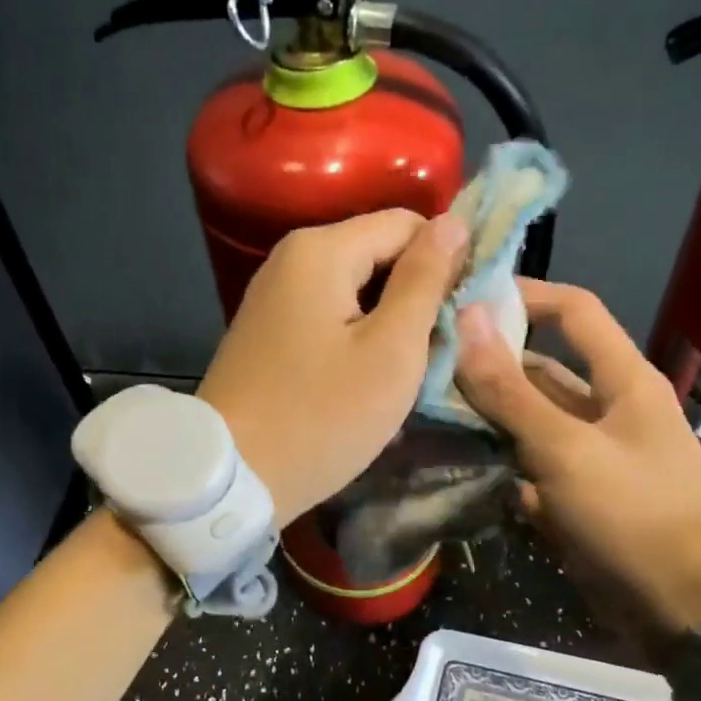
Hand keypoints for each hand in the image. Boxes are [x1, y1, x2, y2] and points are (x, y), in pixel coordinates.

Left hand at [199, 209, 467, 523]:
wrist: (232, 477)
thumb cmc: (321, 416)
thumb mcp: (391, 350)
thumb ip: (424, 281)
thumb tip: (452, 223)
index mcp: (321, 250)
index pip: (409, 224)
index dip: (447, 260)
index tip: (468, 314)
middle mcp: (291, 260)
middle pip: (379, 255)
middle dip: (418, 296)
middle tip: (443, 351)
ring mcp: (274, 298)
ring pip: (357, 292)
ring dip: (391, 324)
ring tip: (412, 372)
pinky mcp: (269, 334)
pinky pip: (330, 319)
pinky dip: (358, 341)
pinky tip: (370, 381)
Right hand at [453, 279, 700, 657]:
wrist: (685, 608)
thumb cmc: (634, 515)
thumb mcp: (567, 450)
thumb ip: (512, 391)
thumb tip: (466, 321)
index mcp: (622, 380)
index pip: (572, 312)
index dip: (523, 296)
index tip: (464, 298)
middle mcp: (608, 408)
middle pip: (541, 370)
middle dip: (489, 365)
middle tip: (425, 363)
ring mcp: (591, 456)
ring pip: (530, 422)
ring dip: (487, 417)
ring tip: (427, 410)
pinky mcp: (578, 496)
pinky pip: (531, 467)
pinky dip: (499, 465)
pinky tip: (455, 464)